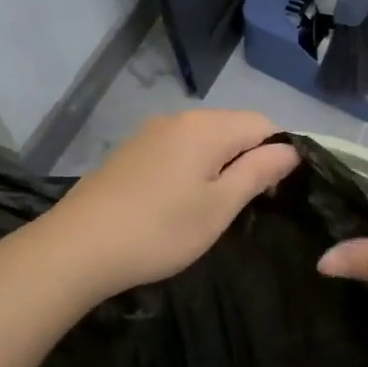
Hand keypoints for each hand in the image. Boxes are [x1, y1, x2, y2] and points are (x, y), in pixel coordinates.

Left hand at [39, 110, 299, 303]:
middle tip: (240, 207)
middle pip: (233, 128)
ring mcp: (150, 133)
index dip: (277, 154)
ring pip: (204, 140)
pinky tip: (175, 204)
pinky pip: (177, 149)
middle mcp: (179, 118)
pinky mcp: (131, 151)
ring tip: (208, 209)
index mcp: (207, 127)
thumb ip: (258, 172)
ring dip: (218, 166)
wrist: (77, 248)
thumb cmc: (159, 230)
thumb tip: (290, 150)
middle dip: (247, 160)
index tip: (269, 194)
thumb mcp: (219, 207)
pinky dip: (190, 169)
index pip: (263, 123)